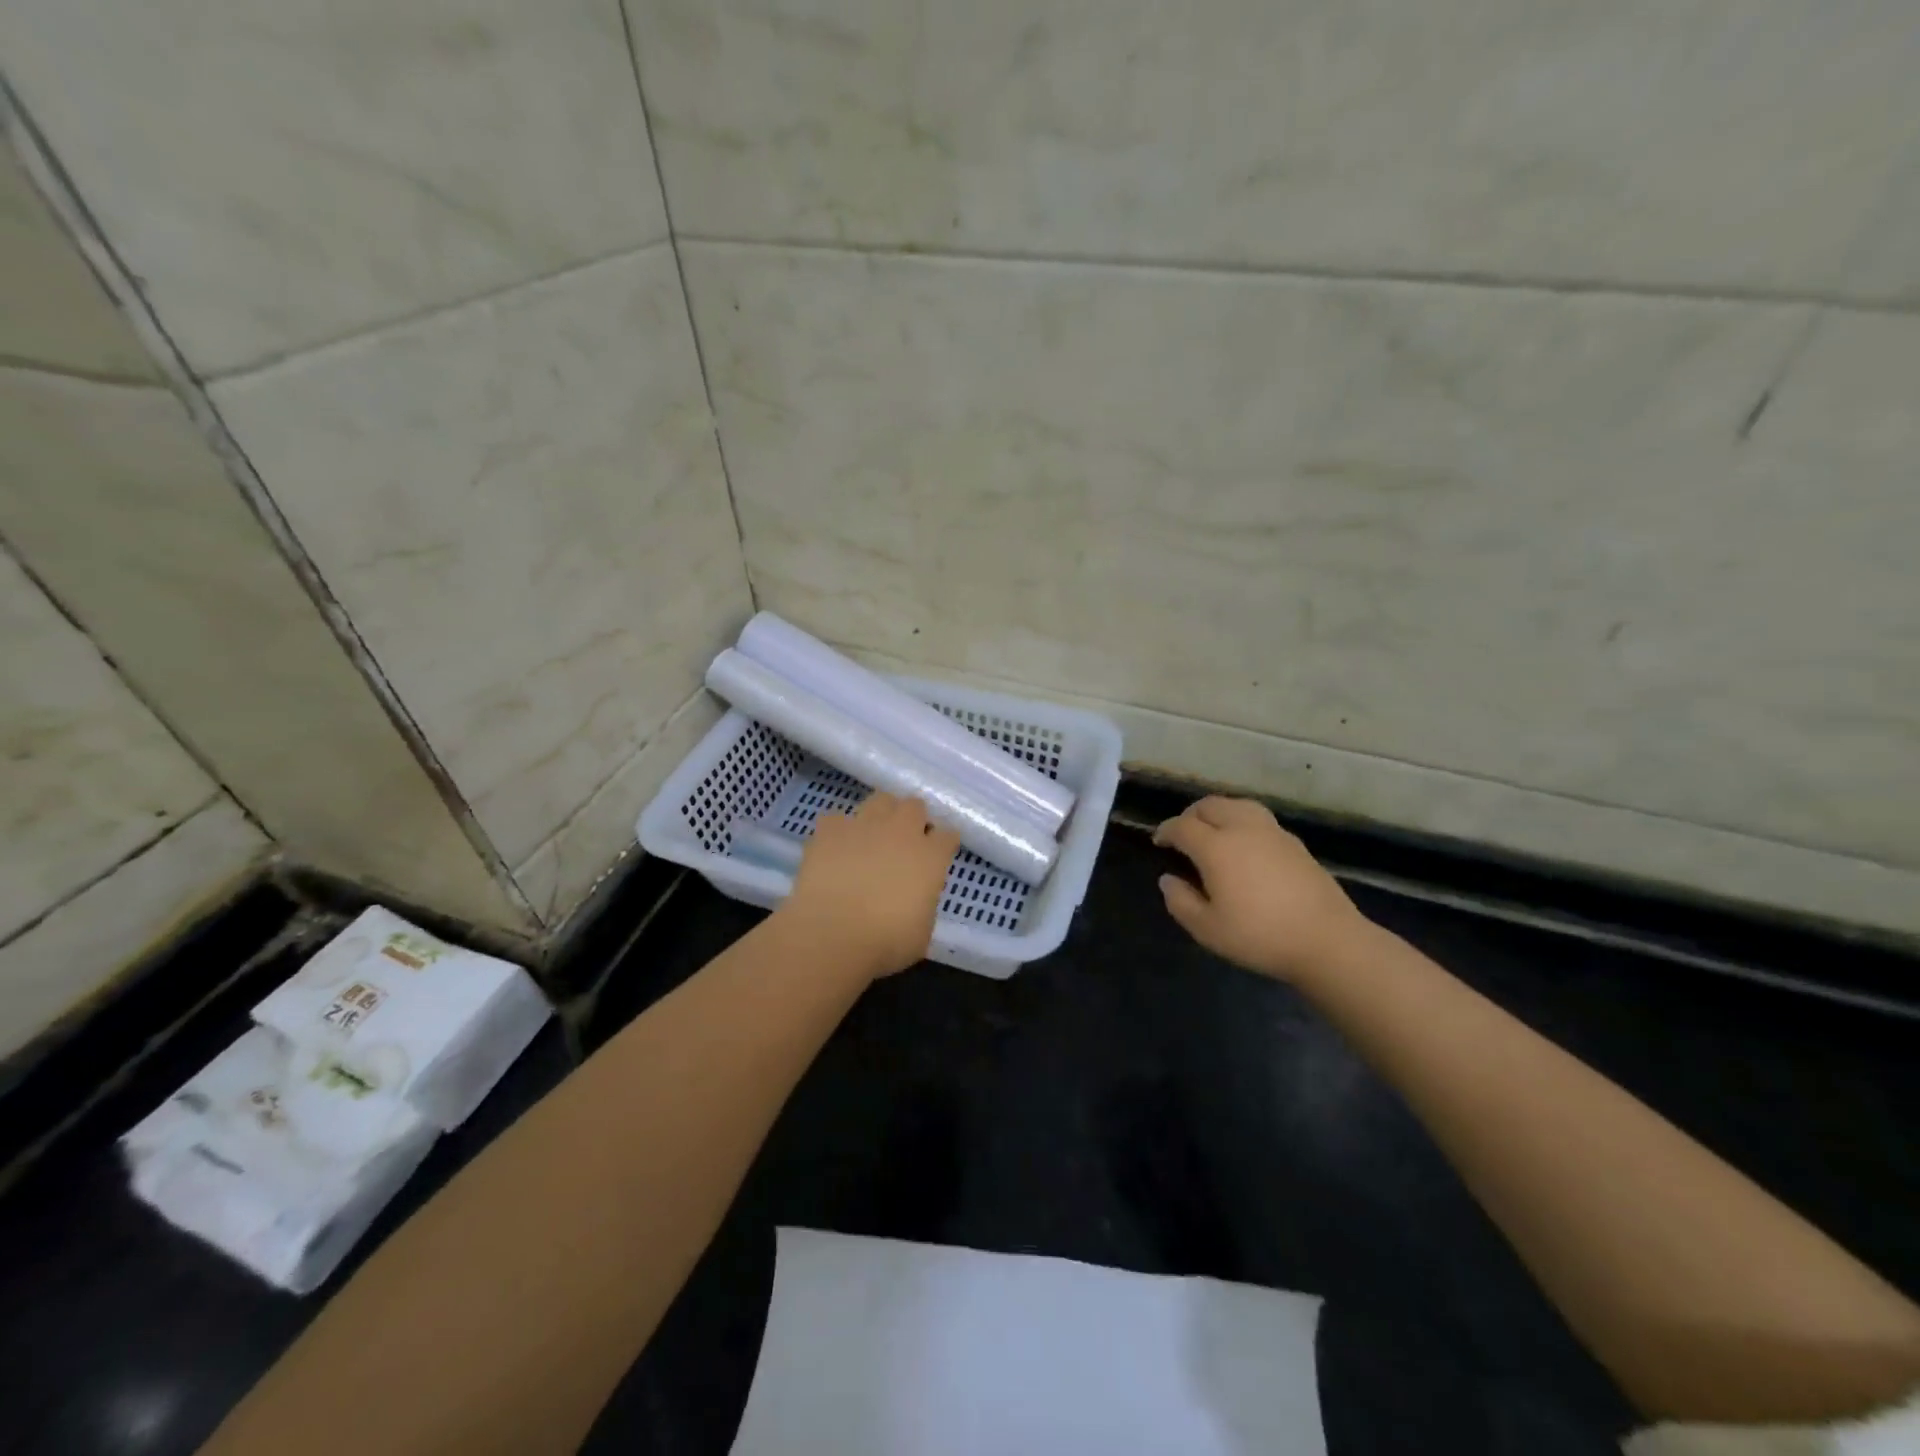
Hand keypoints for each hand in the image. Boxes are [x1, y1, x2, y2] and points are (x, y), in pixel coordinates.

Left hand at [779, 793, 961, 980]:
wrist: (831, 933)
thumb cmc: (885, 942)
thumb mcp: (922, 931)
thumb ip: (924, 903)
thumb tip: (915, 898)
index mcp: (930, 857)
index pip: (948, 836)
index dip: (943, 844)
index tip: (938, 854)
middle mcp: (901, 831)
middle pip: (915, 806)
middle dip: (913, 819)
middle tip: (904, 842)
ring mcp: (864, 825)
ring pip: (881, 800)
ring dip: (881, 814)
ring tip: (872, 835)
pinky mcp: (831, 829)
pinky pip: (838, 819)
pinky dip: (839, 831)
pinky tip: (835, 848)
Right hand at [1154, 796, 1367, 982]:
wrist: (1328, 941)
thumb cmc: (1260, 936)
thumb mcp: (1207, 929)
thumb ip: (1180, 901)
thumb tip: (1168, 879)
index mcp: (1216, 847)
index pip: (1182, 826)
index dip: (1166, 830)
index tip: (1159, 842)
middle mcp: (1243, 829)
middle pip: (1210, 805)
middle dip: (1190, 815)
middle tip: (1183, 834)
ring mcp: (1273, 833)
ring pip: (1238, 805)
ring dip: (1218, 812)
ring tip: (1213, 831)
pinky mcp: (1295, 844)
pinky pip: (1259, 818)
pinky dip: (1242, 821)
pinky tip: (1244, 845)